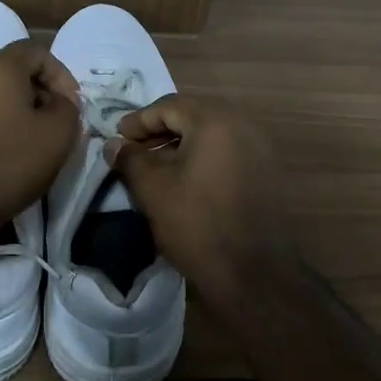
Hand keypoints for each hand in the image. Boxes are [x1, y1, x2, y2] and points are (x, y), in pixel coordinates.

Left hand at [0, 42, 79, 231]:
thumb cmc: (9, 166)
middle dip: (29, 92)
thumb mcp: (59, 135)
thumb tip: (58, 101)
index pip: (34, 51)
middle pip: (3, 72)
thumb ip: (67, 107)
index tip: (68, 103)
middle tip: (45, 122)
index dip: (58, 73)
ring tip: (9, 137)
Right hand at [109, 94, 281, 296]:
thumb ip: (131, 159)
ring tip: (155, 167)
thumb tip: (114, 144)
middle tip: (133, 149)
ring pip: (211, 133)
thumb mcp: (154, 190)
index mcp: (215, 121)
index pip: (169, 106)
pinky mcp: (266, 171)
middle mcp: (242, 124)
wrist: (255, 274)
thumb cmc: (198, 225)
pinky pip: (227, 150)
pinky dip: (202, 156)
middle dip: (160, 130)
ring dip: (181, 144)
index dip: (139, 120)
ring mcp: (259, 147)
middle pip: (192, 115)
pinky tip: (184, 179)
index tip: (117, 138)